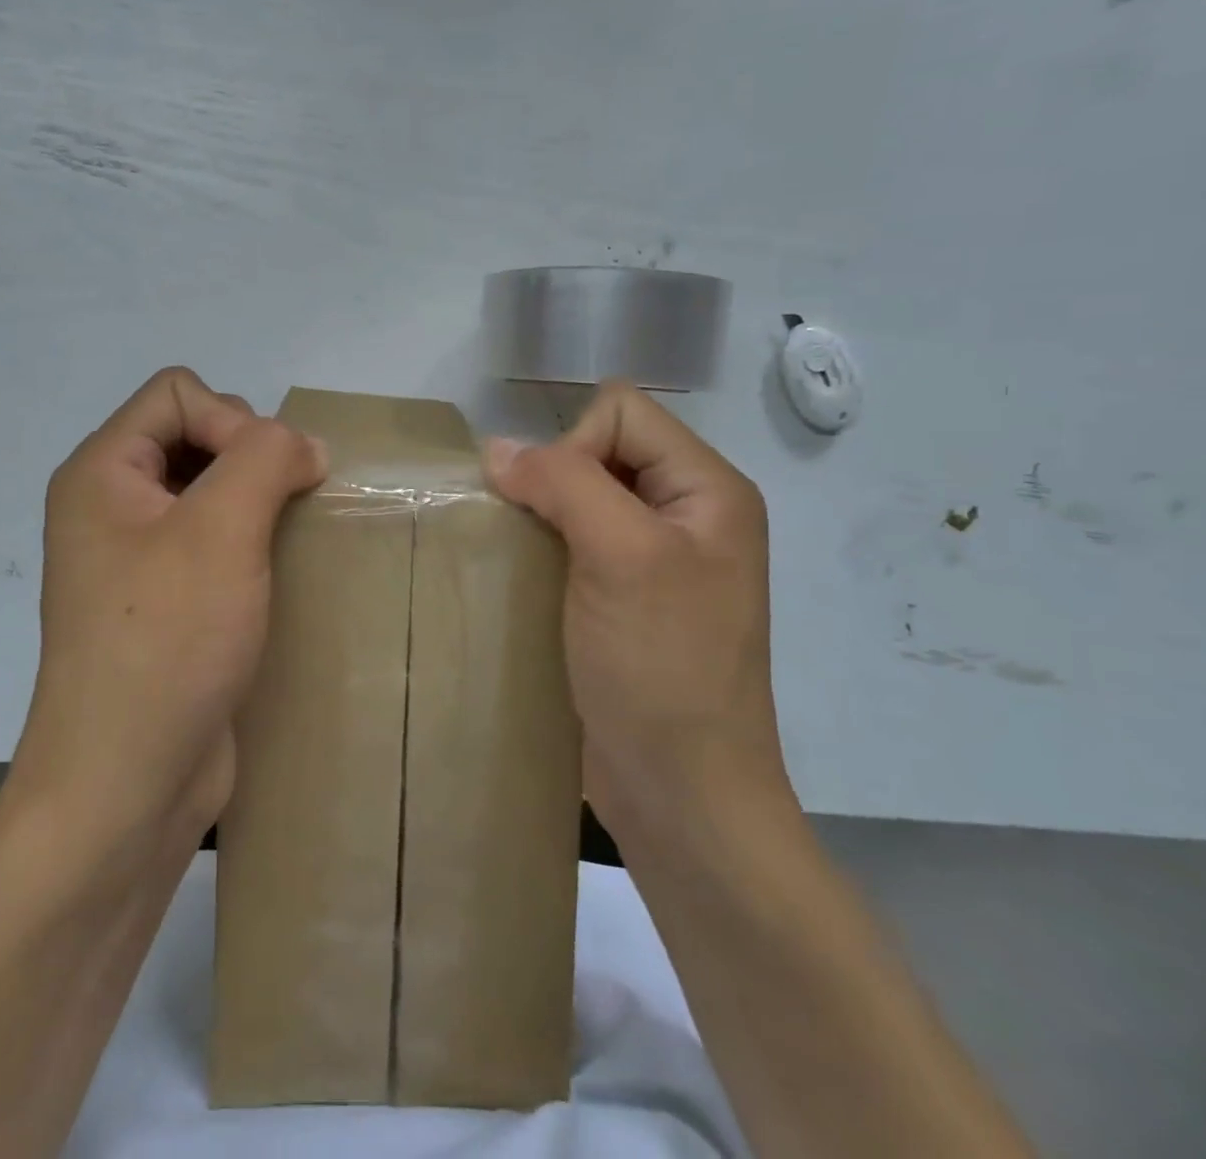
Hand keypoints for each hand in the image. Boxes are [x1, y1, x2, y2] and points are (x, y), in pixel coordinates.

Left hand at [5, 368, 325, 854]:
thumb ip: (265, 458)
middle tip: (281, 511)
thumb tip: (303, 446)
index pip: (177, 392)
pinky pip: (215, 543)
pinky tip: (281, 574)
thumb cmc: (165, 644)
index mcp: (102, 473)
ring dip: (260, 503)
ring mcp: (137, 559)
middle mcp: (111, 507)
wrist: (127, 785)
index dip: (233, 418)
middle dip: (251, 458)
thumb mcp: (219, 531)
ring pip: (211, 491)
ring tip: (291, 538)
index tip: (267, 480)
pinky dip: (254, 544)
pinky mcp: (167, 604)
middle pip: (194, 434)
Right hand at [482, 383, 786, 838]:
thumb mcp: (622, 557)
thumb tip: (497, 449)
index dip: (576, 446)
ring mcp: (653, 560)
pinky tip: (524, 581)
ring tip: (520, 558)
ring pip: (577, 498)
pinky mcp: (620, 598)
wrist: (681, 792)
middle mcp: (685, 514)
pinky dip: (540, 549)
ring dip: (539, 517)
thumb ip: (565, 483)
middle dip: (553, 480)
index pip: (622, 412)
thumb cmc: (662, 667)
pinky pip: (571, 543)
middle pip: (599, 450)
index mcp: (707, 489)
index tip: (560, 512)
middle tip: (540, 539)